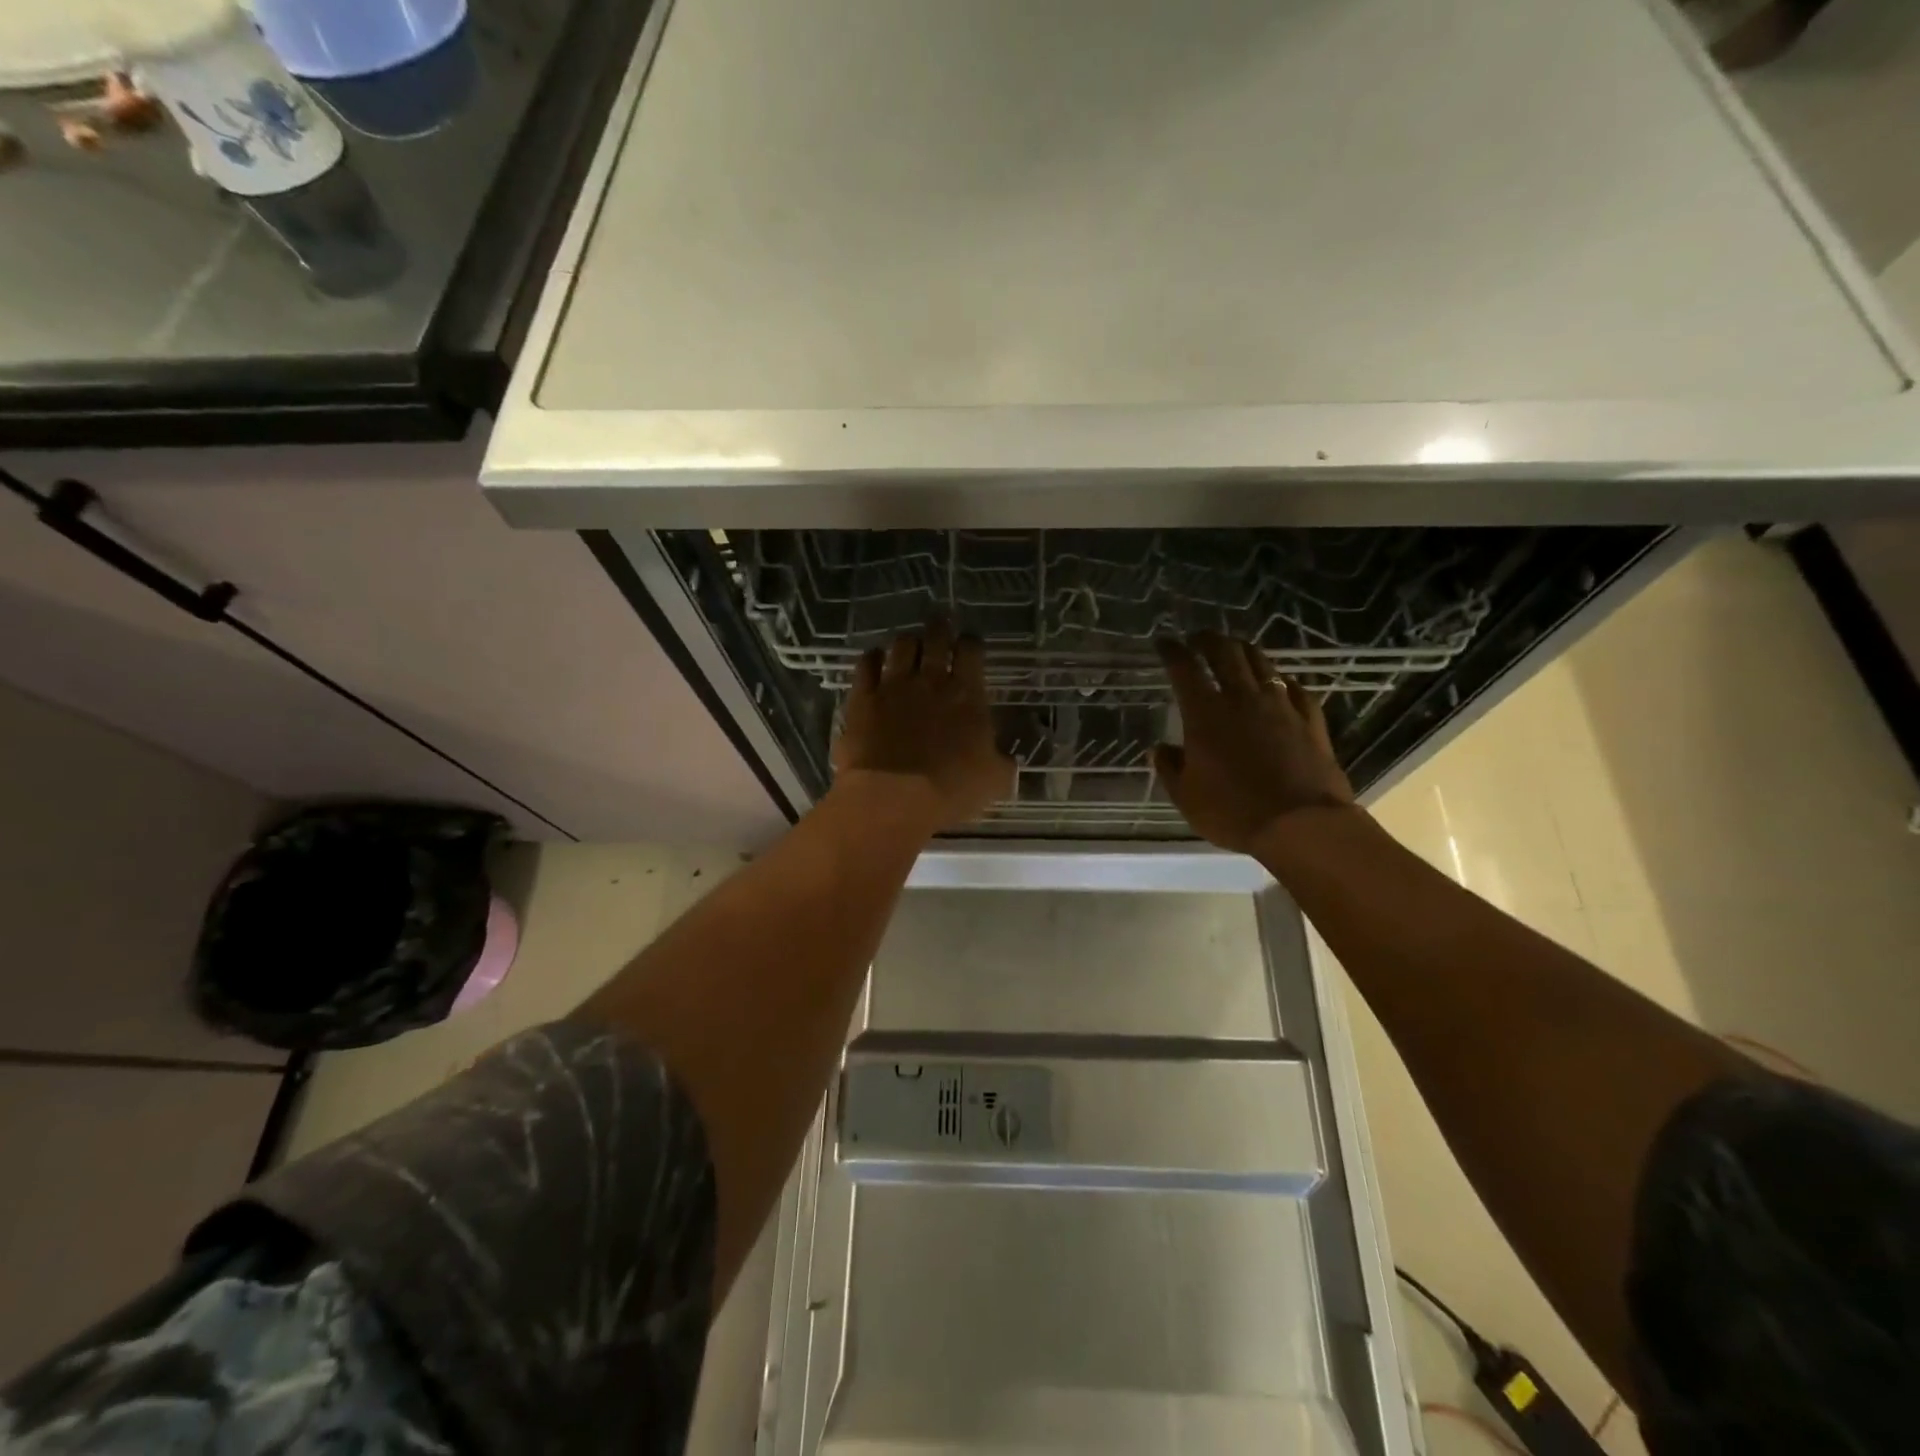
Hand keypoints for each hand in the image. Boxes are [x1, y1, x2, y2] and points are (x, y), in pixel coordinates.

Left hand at [832, 623, 1014, 831]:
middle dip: (940, 627)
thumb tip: (1005, 757)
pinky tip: (874, 658)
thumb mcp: (995, 780)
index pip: (972, 651)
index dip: (972, 643)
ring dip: (907, 641)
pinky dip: (872, 658)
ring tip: (909, 643)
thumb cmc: (951, 790)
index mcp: (967, 695)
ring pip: (901, 646)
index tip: (970, 644)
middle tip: (940, 623)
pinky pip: (866, 665)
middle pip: (935, 638)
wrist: (894, 798)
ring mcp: (893, 686)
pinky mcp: (862, 699)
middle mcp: (930, 681)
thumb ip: (1002, 762)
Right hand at [1154, 634, 1353, 853]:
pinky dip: (1283, 681)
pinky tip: (1281, 683)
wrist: (1301, 824)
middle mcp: (1242, 699)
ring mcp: (1281, 706)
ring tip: (1235, 649)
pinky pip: (1296, 689)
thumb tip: (1159, 749)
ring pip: (1261, 663)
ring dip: (1244, 650)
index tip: (1165, 642)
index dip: (1172, 650)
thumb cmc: (1233, 811)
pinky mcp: (1310, 720)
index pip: (1184, 668)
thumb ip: (1170, 768)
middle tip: (1199, 637)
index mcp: (1205, 714)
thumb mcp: (1186, 797)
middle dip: (1208, 639)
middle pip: (1225, 653)